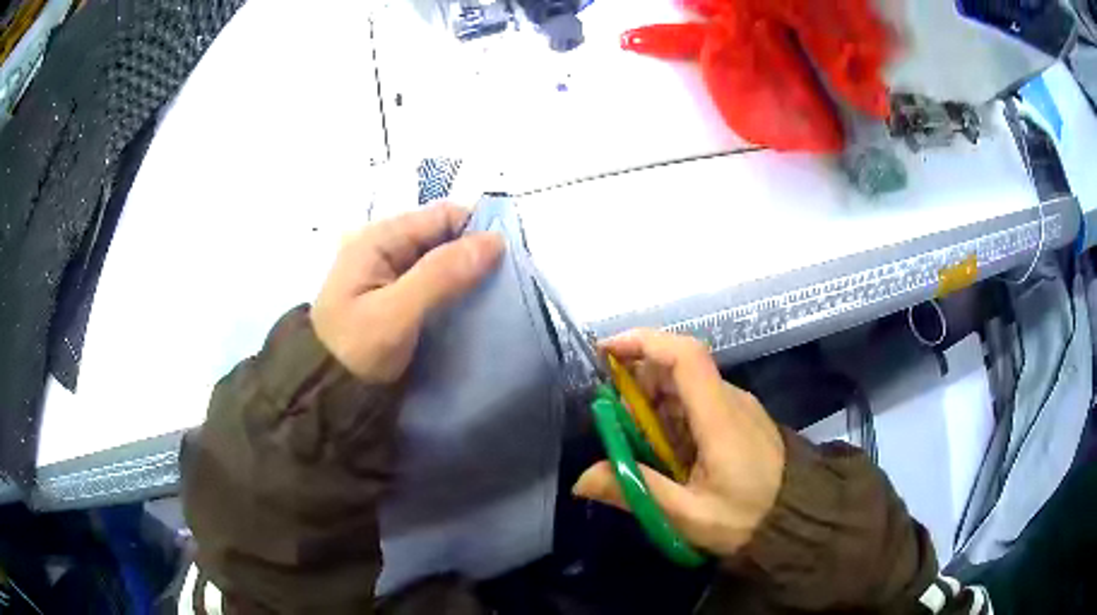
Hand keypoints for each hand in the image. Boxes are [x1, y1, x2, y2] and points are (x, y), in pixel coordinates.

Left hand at [312, 203, 503, 382]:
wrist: (329, 393)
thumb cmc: (356, 351)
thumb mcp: (395, 314)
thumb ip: (441, 275)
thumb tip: (495, 241)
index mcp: (379, 238)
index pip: (442, 215)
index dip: (478, 230)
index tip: (509, 259)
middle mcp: (385, 246)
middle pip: (443, 236)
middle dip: (475, 254)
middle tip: (506, 284)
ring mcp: (390, 271)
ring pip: (442, 260)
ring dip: (467, 275)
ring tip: (496, 298)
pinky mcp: (396, 295)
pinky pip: (434, 282)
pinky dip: (454, 291)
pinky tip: (472, 309)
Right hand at [573, 330, 785, 556]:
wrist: (799, 517)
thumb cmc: (747, 518)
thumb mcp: (688, 515)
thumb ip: (636, 491)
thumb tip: (580, 480)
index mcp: (720, 417)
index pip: (685, 356)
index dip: (643, 343)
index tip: (604, 351)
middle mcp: (730, 400)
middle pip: (678, 367)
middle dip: (637, 383)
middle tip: (615, 424)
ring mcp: (737, 407)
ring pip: (685, 385)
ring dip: (652, 403)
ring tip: (637, 446)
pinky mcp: (739, 418)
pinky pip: (697, 403)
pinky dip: (670, 416)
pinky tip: (664, 452)